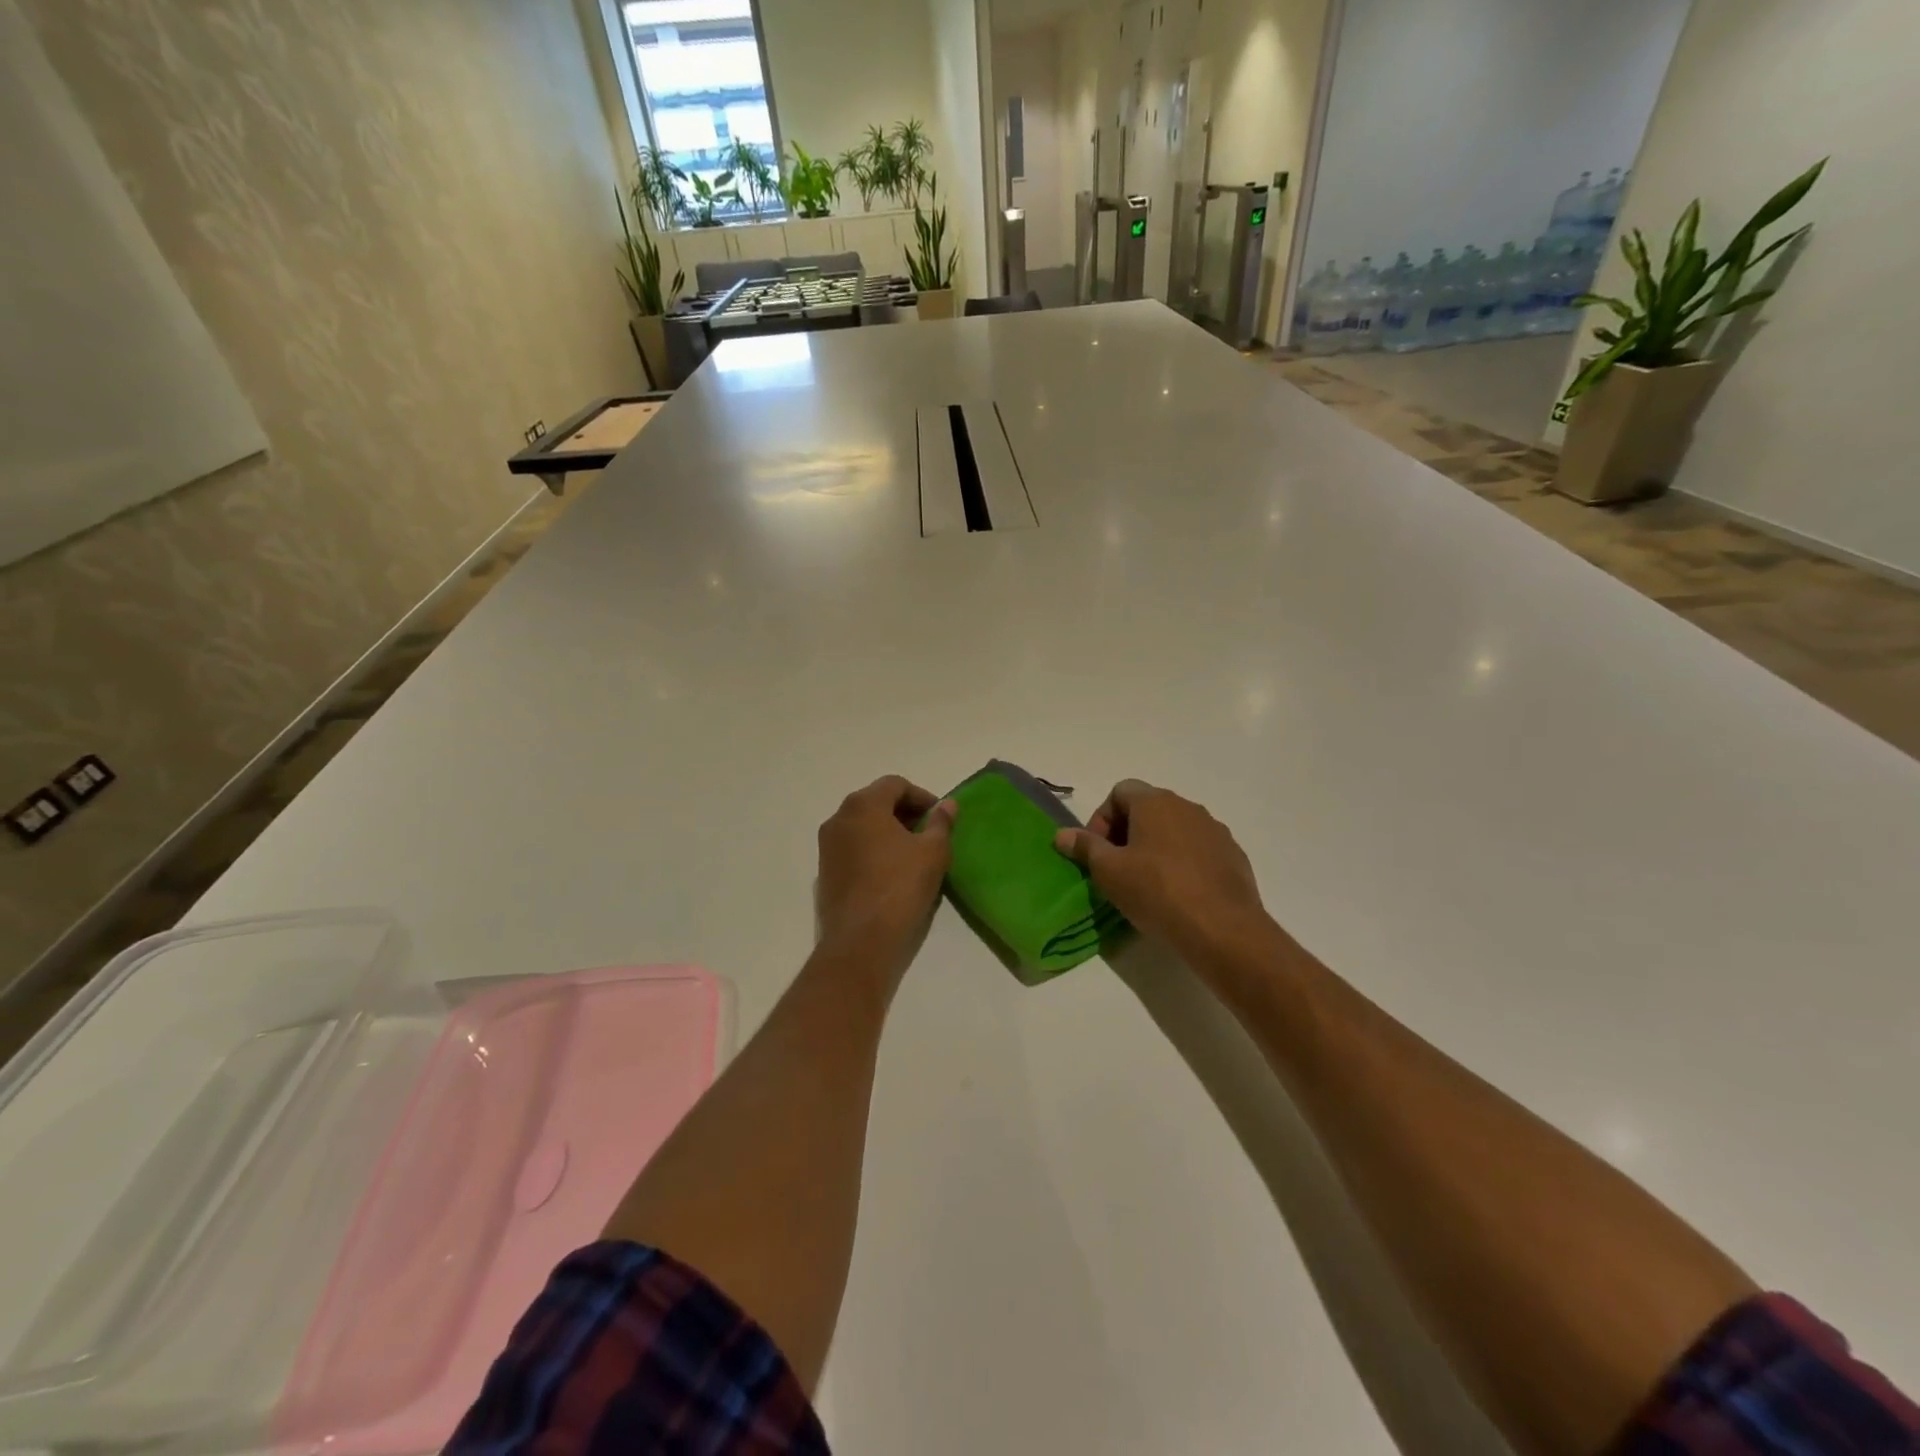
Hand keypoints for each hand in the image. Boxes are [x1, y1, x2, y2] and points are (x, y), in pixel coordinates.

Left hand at [815, 776, 956, 985]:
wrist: (861, 940)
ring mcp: (827, 846)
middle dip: (904, 813)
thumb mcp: (933, 852)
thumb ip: (941, 823)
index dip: (922, 797)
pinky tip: (892, 873)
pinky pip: (853, 848)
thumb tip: (948, 805)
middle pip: (876, 802)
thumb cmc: (900, 887)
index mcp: (863, 805)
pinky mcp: (824, 872)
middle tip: (929, 834)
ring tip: (913, 854)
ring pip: (862, 826)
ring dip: (888, 832)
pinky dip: (873, 850)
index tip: (940, 818)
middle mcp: (839, 818)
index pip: (895, 784)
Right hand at [1053, 780, 1269, 961]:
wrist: (1222, 928)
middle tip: (1116, 867)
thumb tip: (1062, 834)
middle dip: (1127, 833)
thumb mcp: (1109, 872)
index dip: (1102, 818)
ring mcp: (1214, 830)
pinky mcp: (1233, 855)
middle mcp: (1187, 806)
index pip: (1120, 792)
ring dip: (1156, 847)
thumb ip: (1085, 847)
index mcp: (1155, 802)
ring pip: (1175, 829)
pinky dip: (1183, 862)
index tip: (1097, 850)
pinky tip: (1178, 893)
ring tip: (1146, 882)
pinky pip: (1198, 850)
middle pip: (1148, 808)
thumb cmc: (1157, 891)